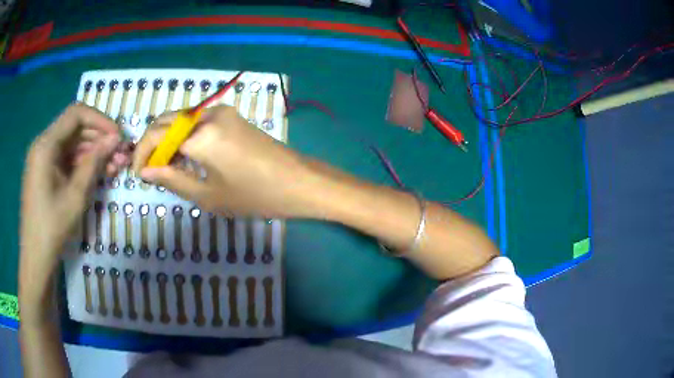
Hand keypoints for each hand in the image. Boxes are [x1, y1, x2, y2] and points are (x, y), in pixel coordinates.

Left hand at [19, 104, 127, 313]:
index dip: (100, 120)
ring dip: (93, 152)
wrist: (36, 258)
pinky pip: (66, 159)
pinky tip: (99, 172)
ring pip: (72, 144)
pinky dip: (82, 163)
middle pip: (75, 129)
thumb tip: (115, 139)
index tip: (118, 136)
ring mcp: (43, 159)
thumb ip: (94, 162)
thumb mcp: (75, 195)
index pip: (76, 114)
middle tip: (121, 153)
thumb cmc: (52, 228)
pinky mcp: (45, 172)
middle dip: (99, 138)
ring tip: (115, 165)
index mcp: (45, 145)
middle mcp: (43, 145)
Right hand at [132, 106, 319, 217]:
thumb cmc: (255, 195)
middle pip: (165, 121)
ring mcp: (222, 112)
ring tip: (164, 168)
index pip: (156, 135)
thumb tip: (146, 171)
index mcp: (200, 135)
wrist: (299, 182)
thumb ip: (172, 179)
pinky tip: (183, 157)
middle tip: (148, 171)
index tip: (137, 174)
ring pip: (180, 120)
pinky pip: (196, 122)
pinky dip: (183, 136)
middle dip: (151, 144)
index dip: (141, 154)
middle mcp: (208, 115)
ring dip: (166, 139)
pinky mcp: (231, 116)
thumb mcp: (208, 195)